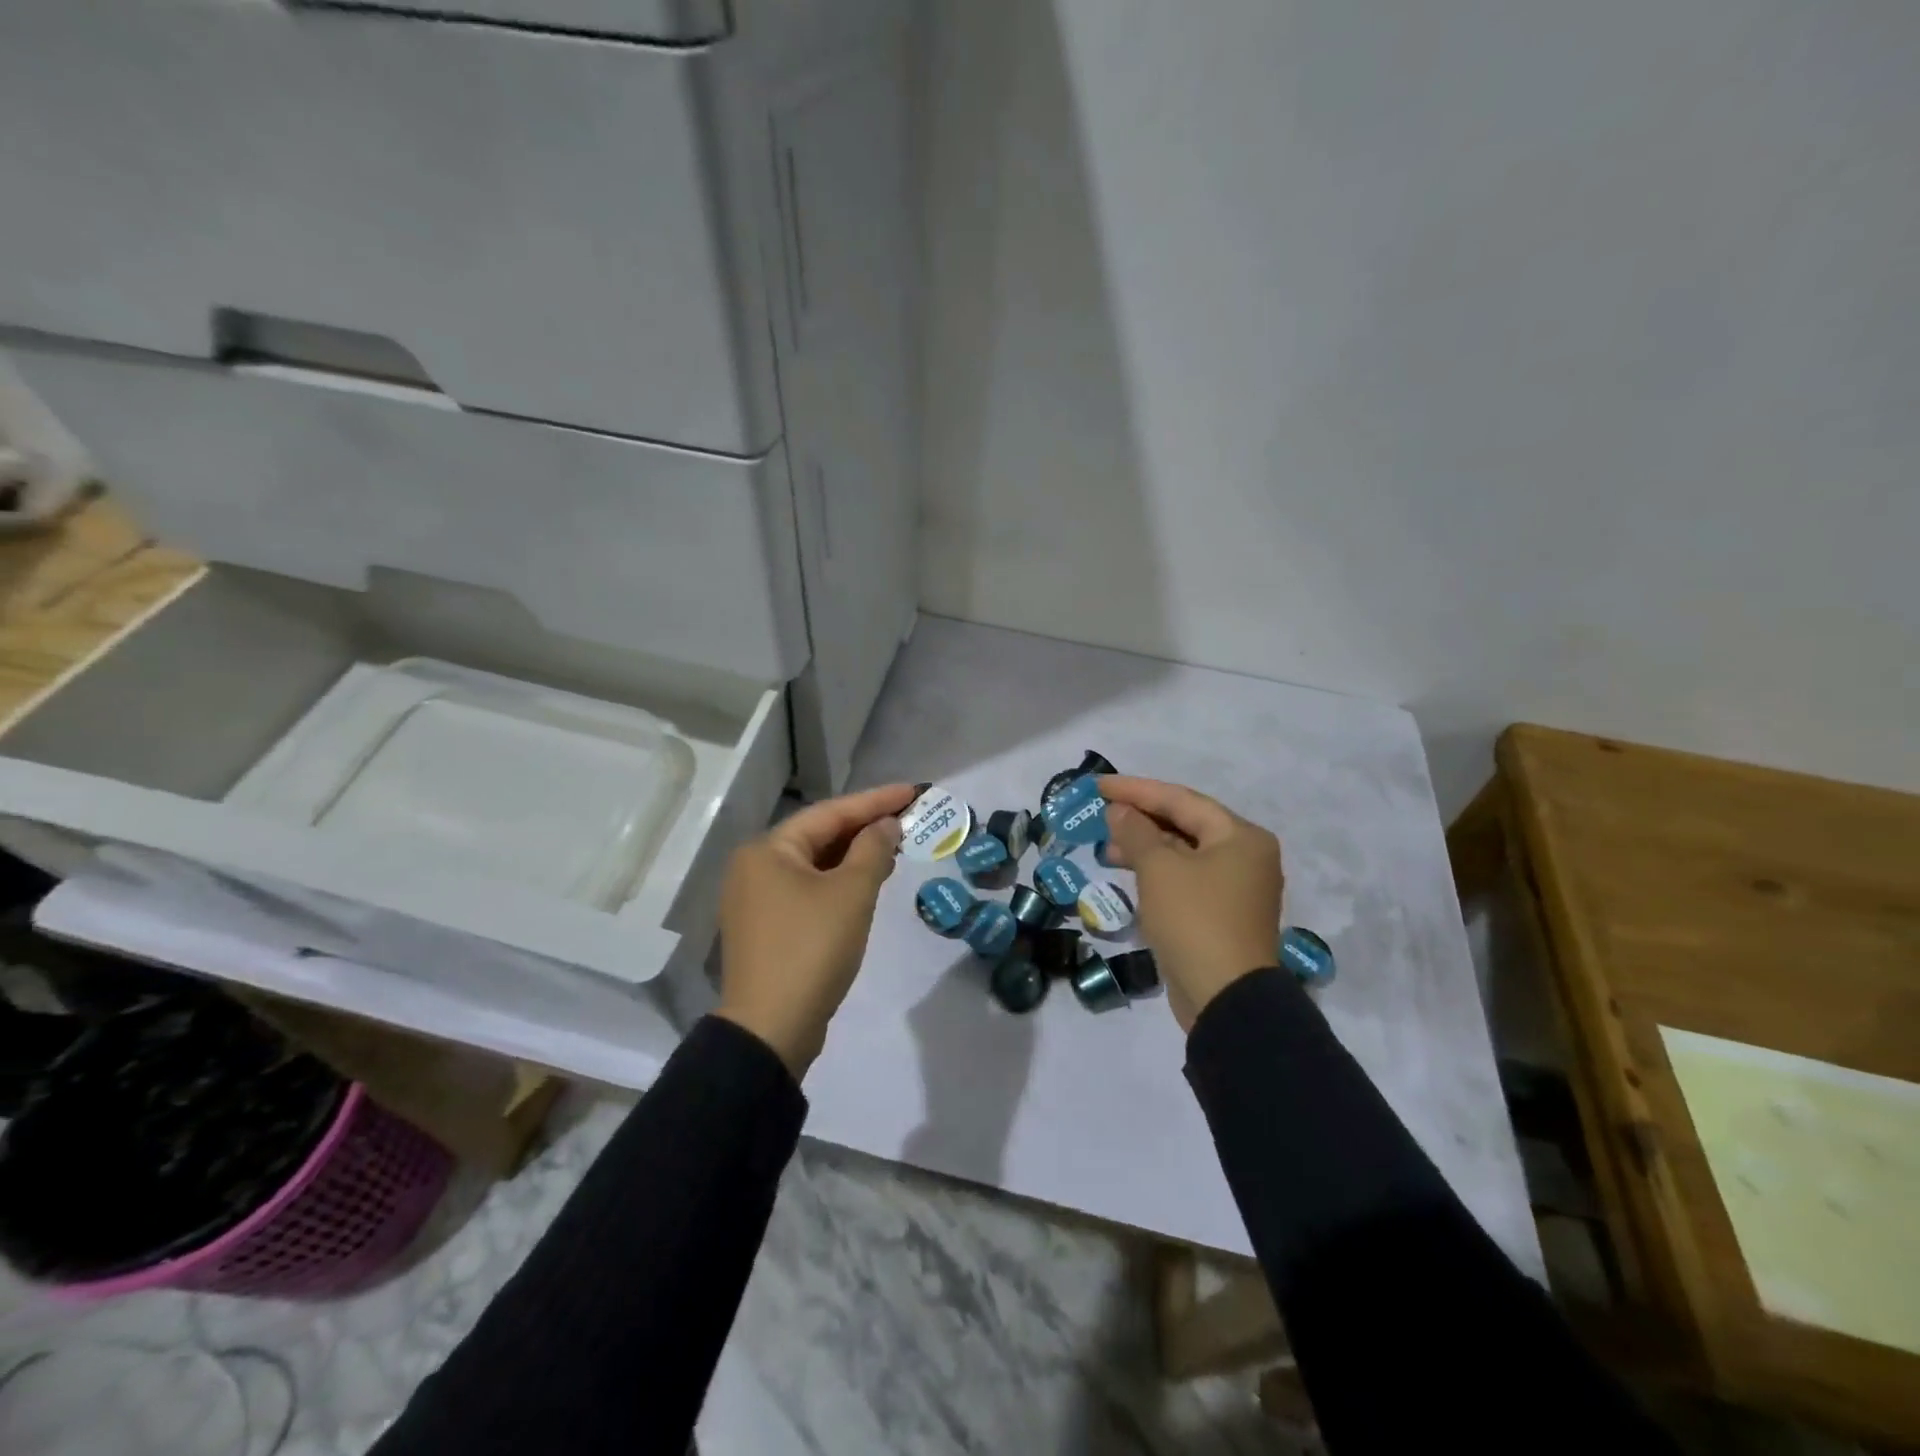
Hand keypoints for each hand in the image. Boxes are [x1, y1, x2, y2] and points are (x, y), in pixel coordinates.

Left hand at [717, 783, 914, 1077]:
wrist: (771, 1029)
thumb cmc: (812, 949)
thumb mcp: (851, 893)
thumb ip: (873, 850)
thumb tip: (886, 825)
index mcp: (768, 850)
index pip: (830, 812)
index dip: (875, 801)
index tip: (913, 792)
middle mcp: (755, 867)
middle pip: (819, 835)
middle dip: (865, 828)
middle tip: (908, 818)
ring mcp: (756, 899)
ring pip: (814, 865)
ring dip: (854, 856)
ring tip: (896, 846)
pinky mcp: (767, 928)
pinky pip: (808, 889)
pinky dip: (838, 882)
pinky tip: (868, 882)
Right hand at [1098, 776, 1283, 1031]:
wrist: (1225, 999)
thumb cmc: (1194, 920)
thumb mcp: (1159, 869)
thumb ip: (1135, 832)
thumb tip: (1119, 811)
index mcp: (1240, 836)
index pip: (1181, 799)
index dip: (1136, 790)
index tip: (1098, 785)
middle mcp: (1245, 856)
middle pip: (1185, 824)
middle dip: (1140, 819)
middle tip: (1100, 815)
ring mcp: (1236, 889)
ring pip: (1183, 854)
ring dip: (1144, 847)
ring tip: (1105, 848)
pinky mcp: (1221, 916)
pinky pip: (1184, 880)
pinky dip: (1156, 873)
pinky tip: (1128, 873)